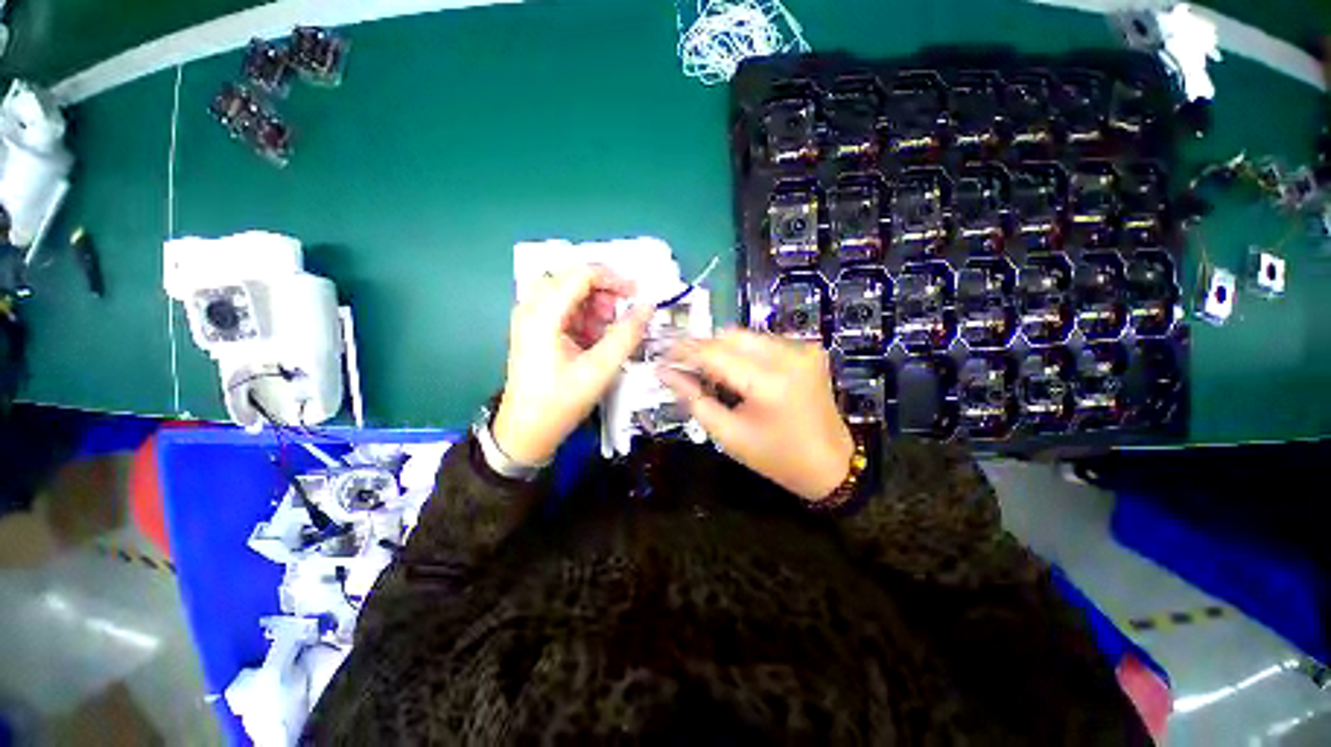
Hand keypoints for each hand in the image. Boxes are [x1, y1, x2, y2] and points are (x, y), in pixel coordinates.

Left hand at [492, 266, 652, 464]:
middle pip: (573, 278)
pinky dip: (585, 316)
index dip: (613, 278)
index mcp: (542, 313)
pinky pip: (564, 308)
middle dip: (604, 291)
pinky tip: (596, 337)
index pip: (581, 274)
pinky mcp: (535, 328)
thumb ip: (626, 335)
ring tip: (611, 330)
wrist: (526, 431)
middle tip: (624, 314)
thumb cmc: (560, 402)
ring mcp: (530, 317)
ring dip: (595, 304)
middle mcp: (531, 306)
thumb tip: (647, 306)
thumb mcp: (599, 369)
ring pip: (569, 292)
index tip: (637, 295)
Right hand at [659, 329, 853, 501]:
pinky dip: (742, 352)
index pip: (714, 353)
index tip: (662, 356)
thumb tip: (666, 374)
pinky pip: (762, 342)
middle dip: (702, 347)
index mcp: (769, 383)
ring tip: (707, 371)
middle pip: (730, 336)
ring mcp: (802, 349)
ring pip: (745, 335)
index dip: (684, 352)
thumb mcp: (729, 435)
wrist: (831, 463)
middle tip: (683, 365)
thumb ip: (694, 400)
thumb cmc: (777, 458)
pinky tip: (735, 372)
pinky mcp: (807, 350)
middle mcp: (788, 355)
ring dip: (721, 349)